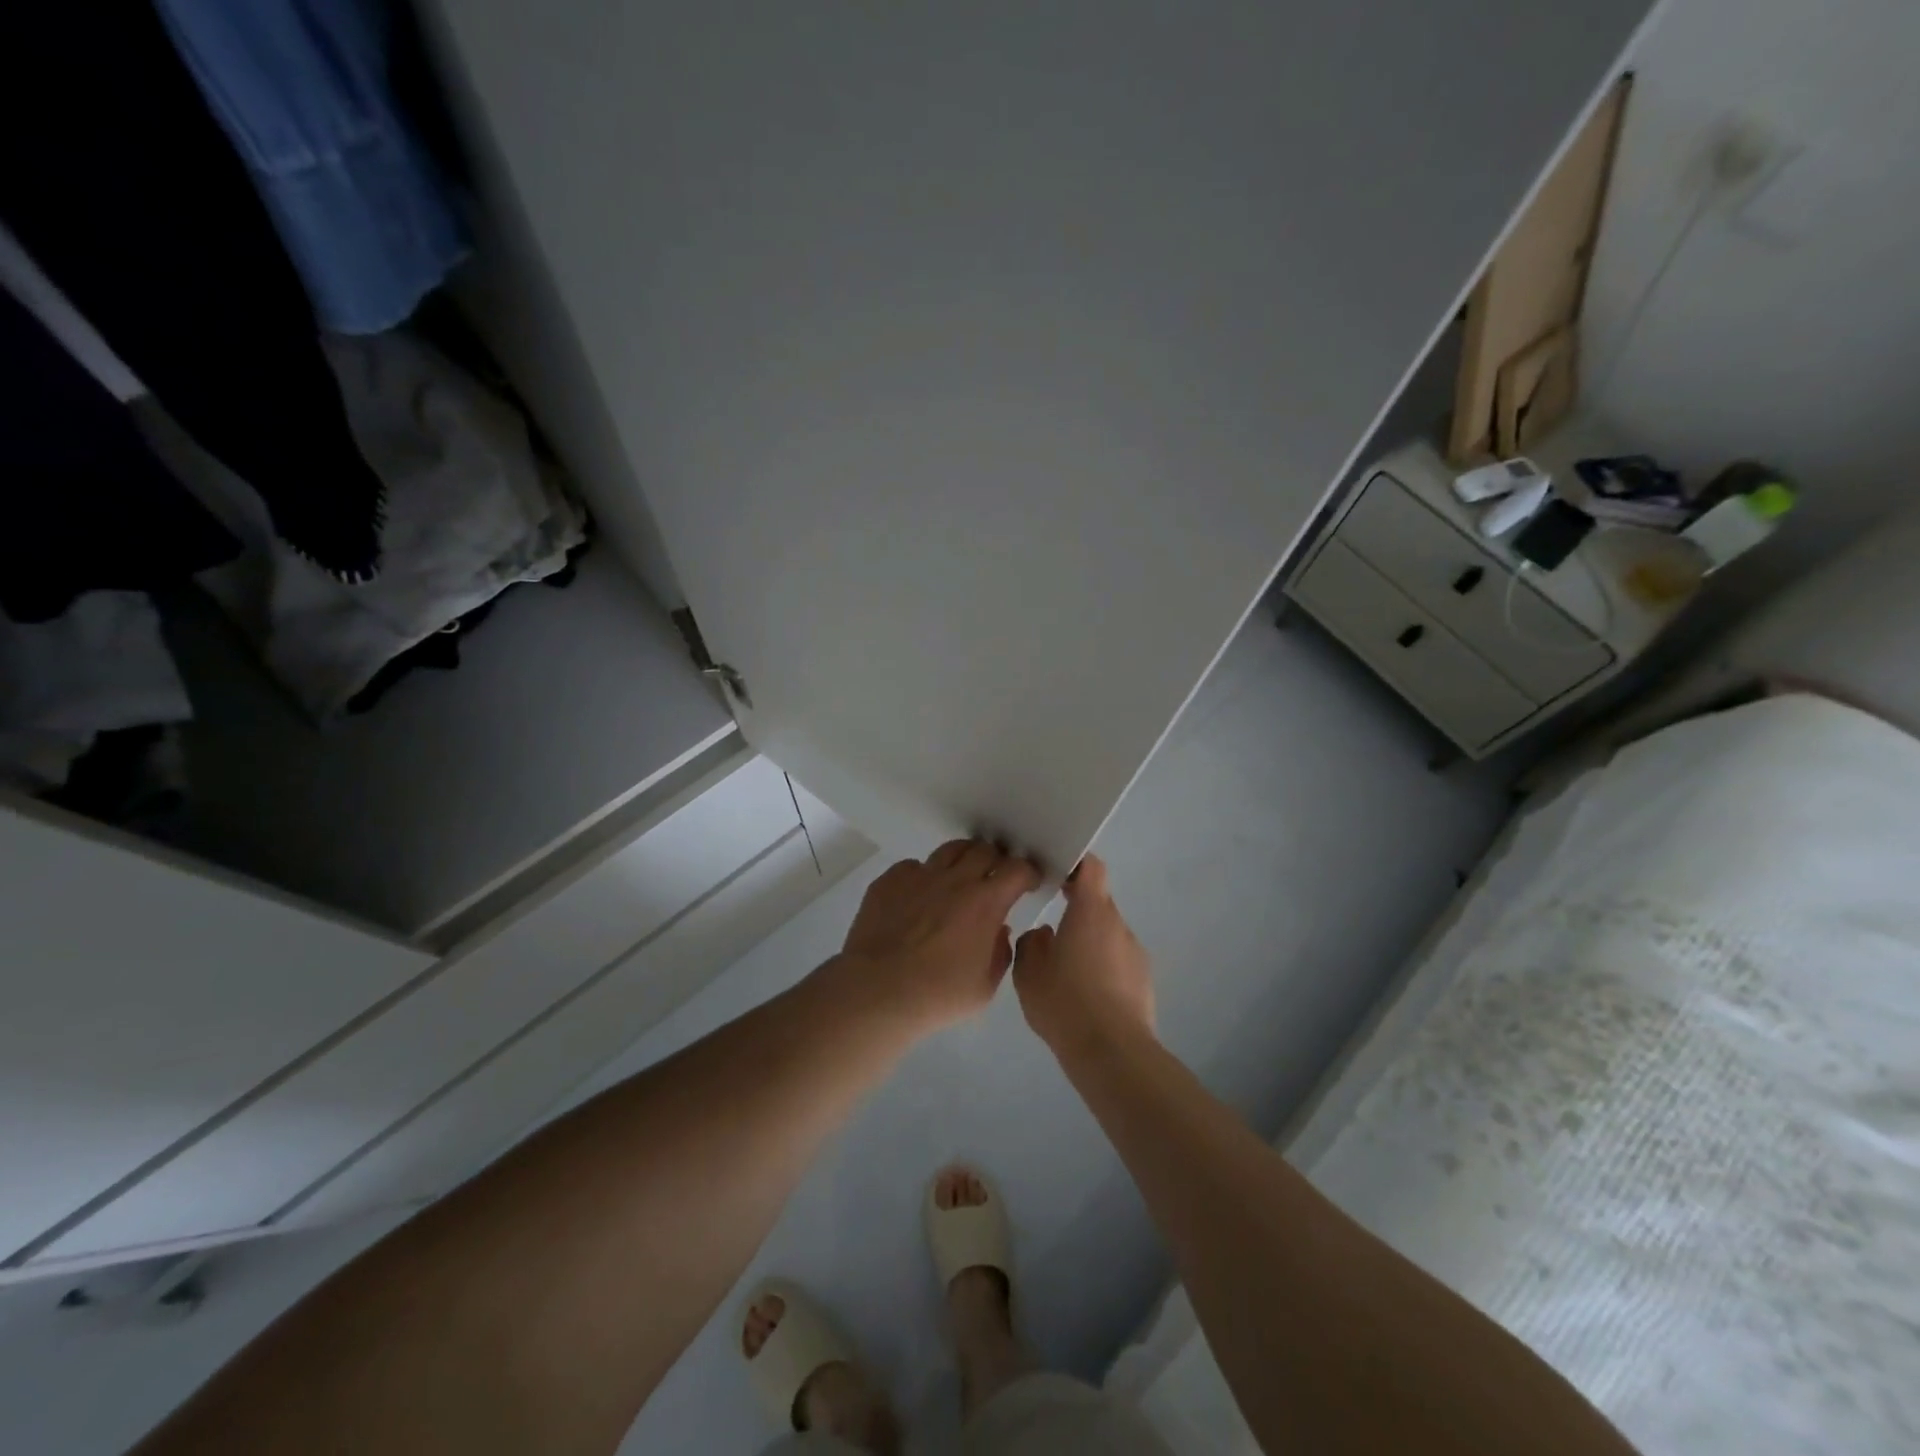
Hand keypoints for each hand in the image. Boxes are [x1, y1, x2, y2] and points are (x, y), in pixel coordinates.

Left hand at [834, 838, 1041, 1034]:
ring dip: (963, 859)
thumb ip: (999, 954)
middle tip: (994, 877)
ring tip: (961, 876)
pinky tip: (920, 895)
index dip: (1027, 872)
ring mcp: (920, 876)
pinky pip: (913, 866)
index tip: (1028, 883)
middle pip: (984, 850)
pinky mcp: (889, 880)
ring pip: (950, 849)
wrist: (877, 991)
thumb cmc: (937, 995)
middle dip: (996, 861)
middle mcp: (955, 880)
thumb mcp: (984, 988)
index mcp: (985, 902)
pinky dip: (924, 876)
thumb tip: (999, 931)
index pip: (1017, 869)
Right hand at [1011, 855, 1155, 1057]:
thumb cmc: (1065, 1001)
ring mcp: (1135, 952)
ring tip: (1067, 973)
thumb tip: (1045, 934)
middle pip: (1098, 902)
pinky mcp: (1144, 980)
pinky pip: (1119, 961)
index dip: (1075, 864)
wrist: (1111, 1052)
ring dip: (1089, 943)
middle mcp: (1118, 924)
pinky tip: (1085, 996)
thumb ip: (1032, 942)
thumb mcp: (1028, 971)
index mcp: (1090, 911)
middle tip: (1052, 930)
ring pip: (1108, 934)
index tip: (1056, 872)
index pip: (1091, 867)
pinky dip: (1103, 968)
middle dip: (1077, 910)